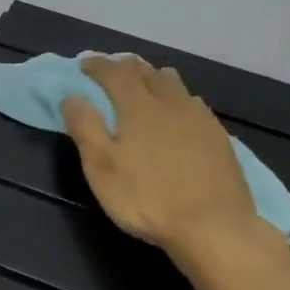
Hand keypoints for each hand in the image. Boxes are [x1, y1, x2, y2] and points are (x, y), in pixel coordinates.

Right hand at [59, 54, 272, 255]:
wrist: (212, 225)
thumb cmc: (147, 198)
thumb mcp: (102, 168)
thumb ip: (85, 128)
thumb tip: (71, 96)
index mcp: (138, 107)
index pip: (115, 73)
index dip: (98, 65)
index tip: (84, 63)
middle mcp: (170, 103)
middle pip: (146, 72)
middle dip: (125, 66)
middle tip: (111, 68)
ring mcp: (199, 118)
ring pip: (173, 84)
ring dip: (153, 76)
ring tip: (144, 80)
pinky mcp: (218, 136)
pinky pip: (193, 103)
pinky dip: (177, 97)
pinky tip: (179, 108)